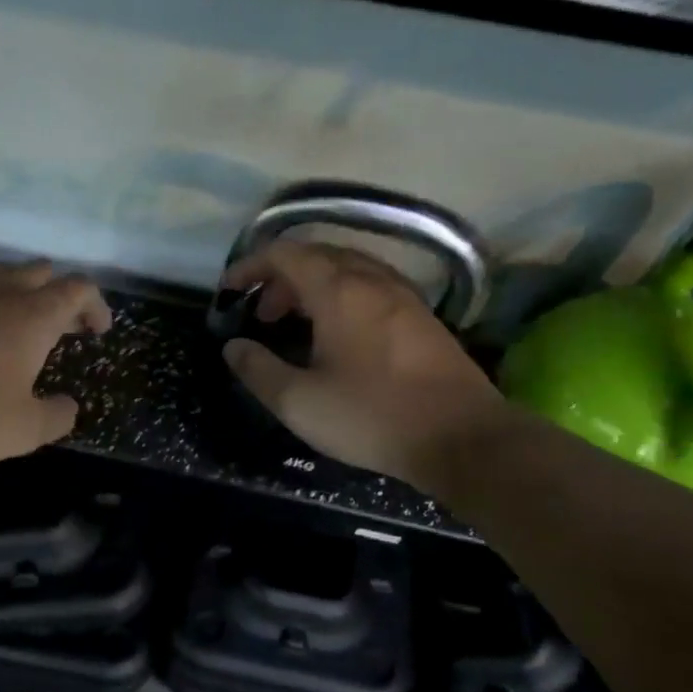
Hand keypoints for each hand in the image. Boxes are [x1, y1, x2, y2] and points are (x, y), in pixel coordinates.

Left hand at [0, 261, 112, 468]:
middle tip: (65, 327)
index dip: (95, 305)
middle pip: (41, 272)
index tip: (98, 331)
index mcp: (32, 315)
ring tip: (22, 329)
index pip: (78, 288)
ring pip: (1, 276)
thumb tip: (68, 407)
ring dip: (21, 294)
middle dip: (60, 294)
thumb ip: (57, 416)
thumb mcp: (25, 430)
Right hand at [221, 241, 504, 492]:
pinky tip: (339, 334)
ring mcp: (404, 296)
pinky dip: (341, 296)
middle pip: (317, 255)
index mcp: (338, 290)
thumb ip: (258, 370)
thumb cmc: (372, 416)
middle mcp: (372, 280)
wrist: (463, 438)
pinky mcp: (423, 317)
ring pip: (348, 269)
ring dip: (312, 286)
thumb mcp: (299, 402)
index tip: (229, 292)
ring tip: (295, 322)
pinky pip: (371, 286)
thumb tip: (234, 347)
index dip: (250, 266)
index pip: (285, 253)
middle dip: (280, 277)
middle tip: (261, 314)